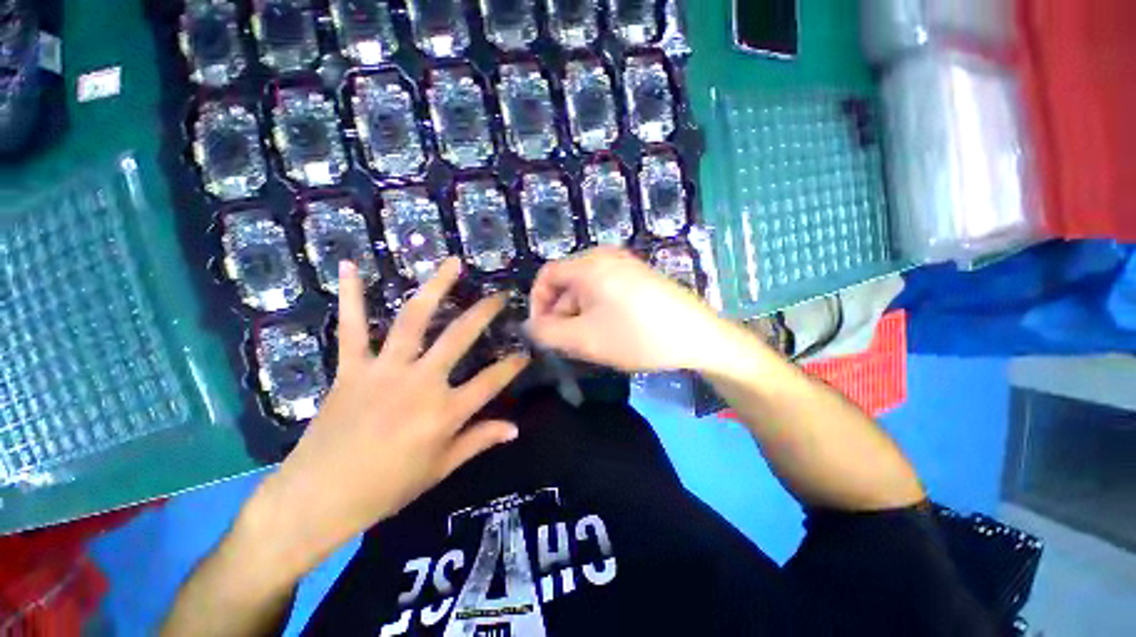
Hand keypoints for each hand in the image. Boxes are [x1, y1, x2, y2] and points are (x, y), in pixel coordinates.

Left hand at [246, 259, 528, 576]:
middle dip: (485, 312)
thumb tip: (515, 429)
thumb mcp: (441, 468)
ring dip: (436, 287)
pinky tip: (349, 266)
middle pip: (460, 336)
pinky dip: (350, 296)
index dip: (514, 365)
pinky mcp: (352, 368)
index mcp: (445, 411)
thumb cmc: (387, 488)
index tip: (527, 352)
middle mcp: (421, 382)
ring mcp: (385, 370)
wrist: (318, 498)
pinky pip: (352, 327)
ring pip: (414, 319)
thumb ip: (480, 440)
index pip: (492, 380)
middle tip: (500, 295)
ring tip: (453, 263)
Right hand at [526, 247, 739, 372]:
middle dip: (560, 313)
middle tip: (567, 343)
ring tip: (589, 341)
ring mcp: (625, 265)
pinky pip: (605, 290)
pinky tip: (609, 332)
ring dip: (579, 314)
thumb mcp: (584, 339)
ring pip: (586, 289)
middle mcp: (606, 257)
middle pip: (567, 282)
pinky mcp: (639, 277)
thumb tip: (529, 326)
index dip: (537, 303)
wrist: (697, 337)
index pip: (547, 276)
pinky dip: (597, 310)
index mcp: (589, 265)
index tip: (541, 331)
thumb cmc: (637, 336)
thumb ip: (548, 332)